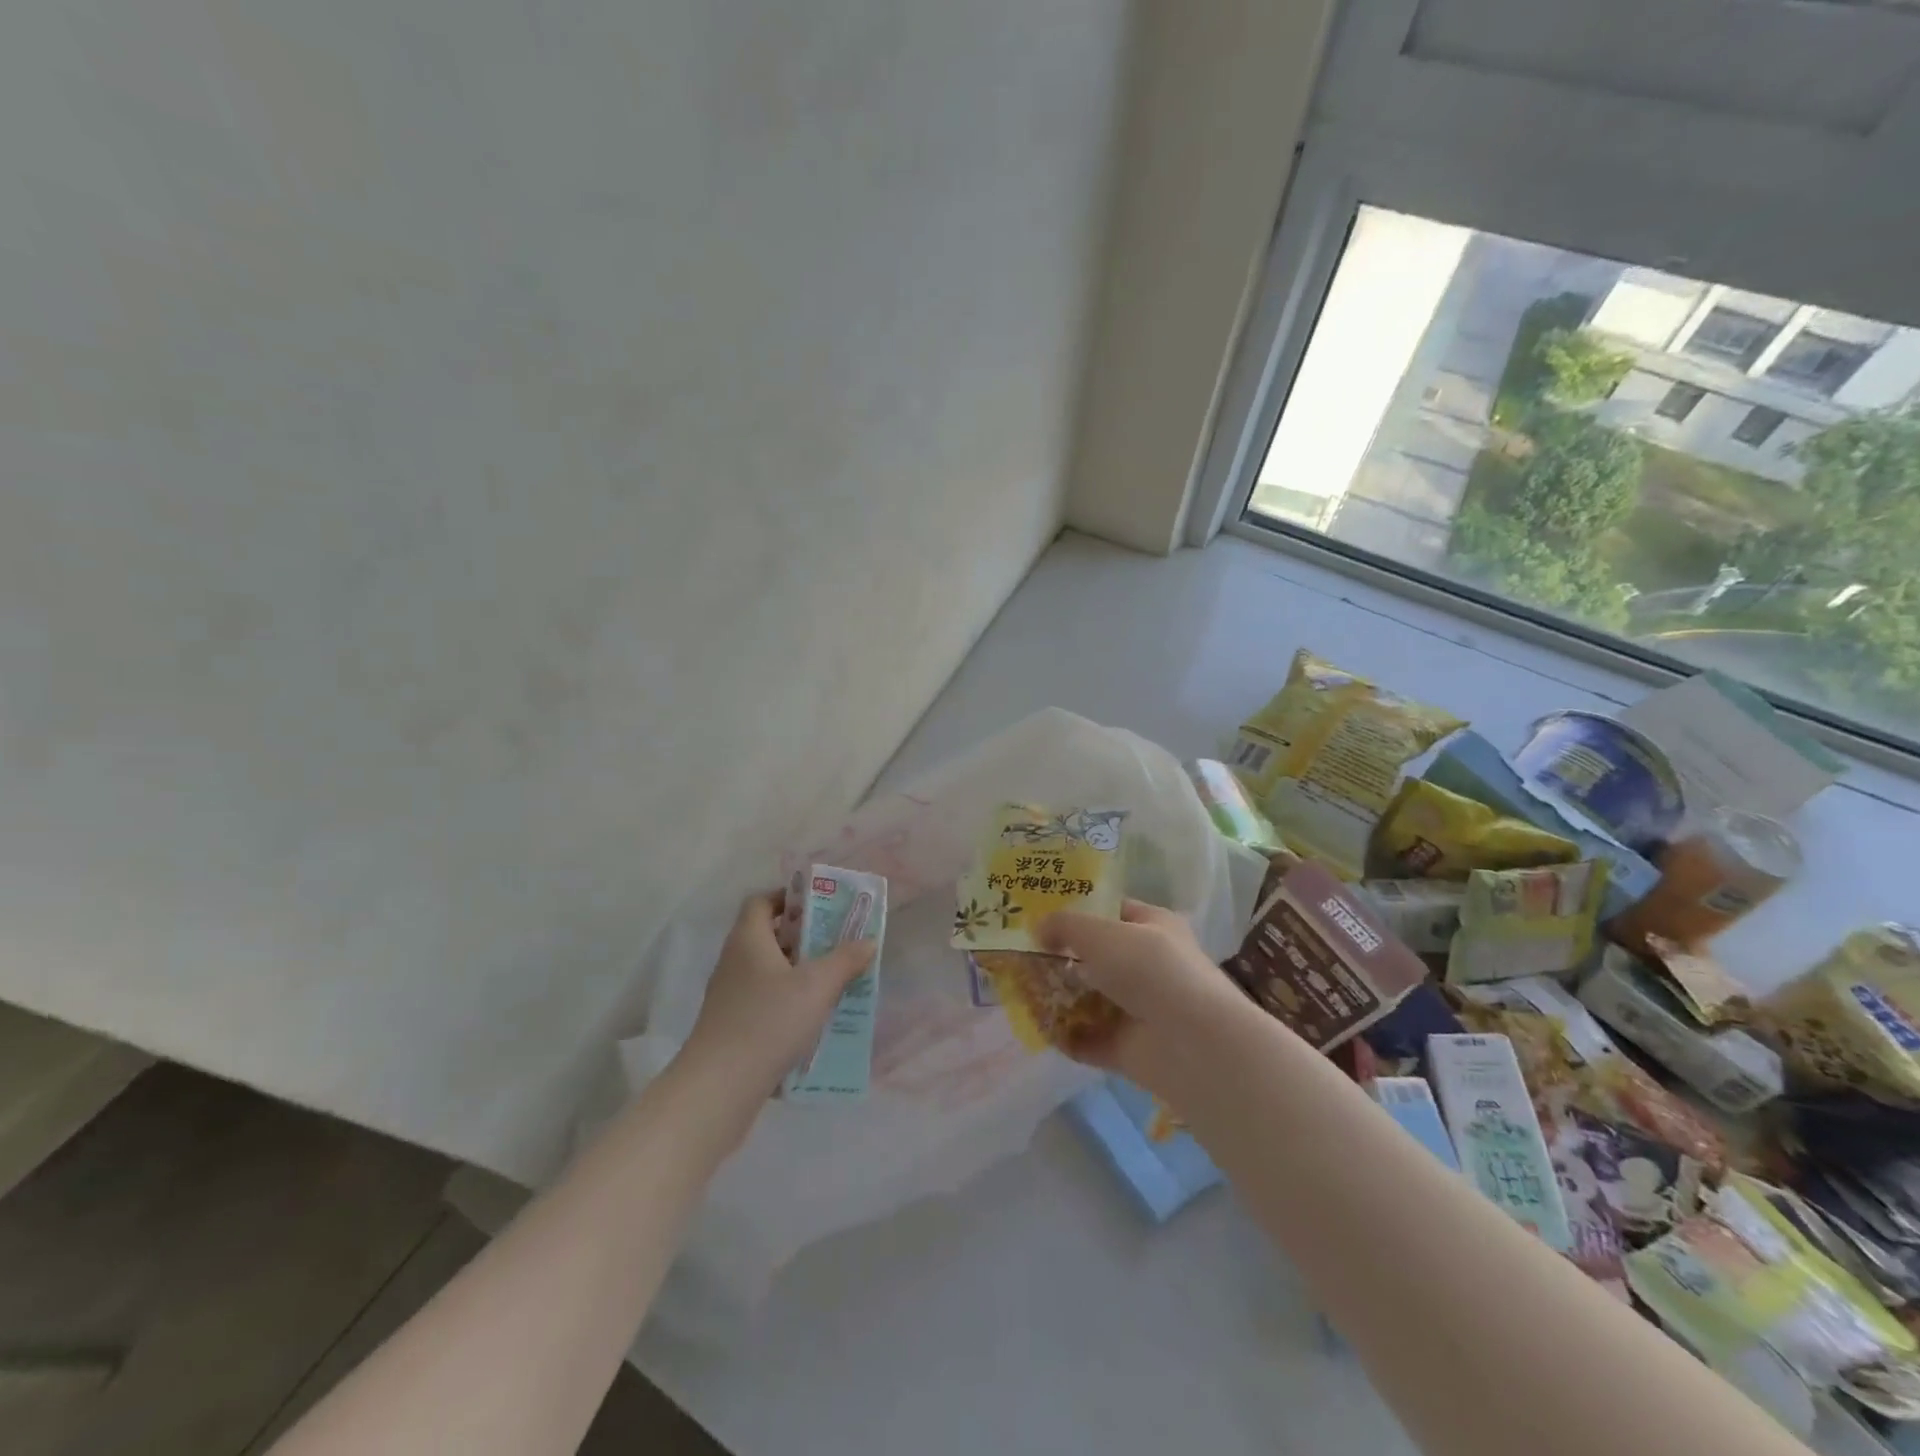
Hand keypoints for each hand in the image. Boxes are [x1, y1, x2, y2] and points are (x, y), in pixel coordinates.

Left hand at [677, 891, 875, 1106]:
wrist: (719, 1086)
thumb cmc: (769, 1021)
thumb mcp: (817, 986)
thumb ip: (845, 960)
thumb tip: (868, 940)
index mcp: (748, 939)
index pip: (761, 901)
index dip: (787, 897)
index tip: (818, 906)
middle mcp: (733, 960)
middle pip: (767, 935)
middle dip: (802, 936)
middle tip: (835, 943)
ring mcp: (728, 995)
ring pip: (767, 970)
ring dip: (796, 971)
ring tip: (831, 981)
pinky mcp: (730, 1025)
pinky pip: (762, 999)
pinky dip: (786, 1000)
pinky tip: (811, 1018)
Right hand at [1036, 899, 1246, 1090]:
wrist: (1194, 1044)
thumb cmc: (1150, 970)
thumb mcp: (1101, 933)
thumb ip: (1065, 926)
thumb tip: (1039, 928)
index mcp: (1153, 926)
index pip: (1112, 911)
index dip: (1078, 911)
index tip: (1039, 916)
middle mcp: (1148, 965)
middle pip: (1097, 957)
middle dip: (1061, 957)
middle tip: (1020, 956)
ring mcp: (1140, 1009)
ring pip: (1091, 998)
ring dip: (1059, 997)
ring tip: (1019, 991)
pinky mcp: (1130, 1048)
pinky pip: (1089, 1038)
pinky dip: (1066, 1035)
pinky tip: (1038, 1027)